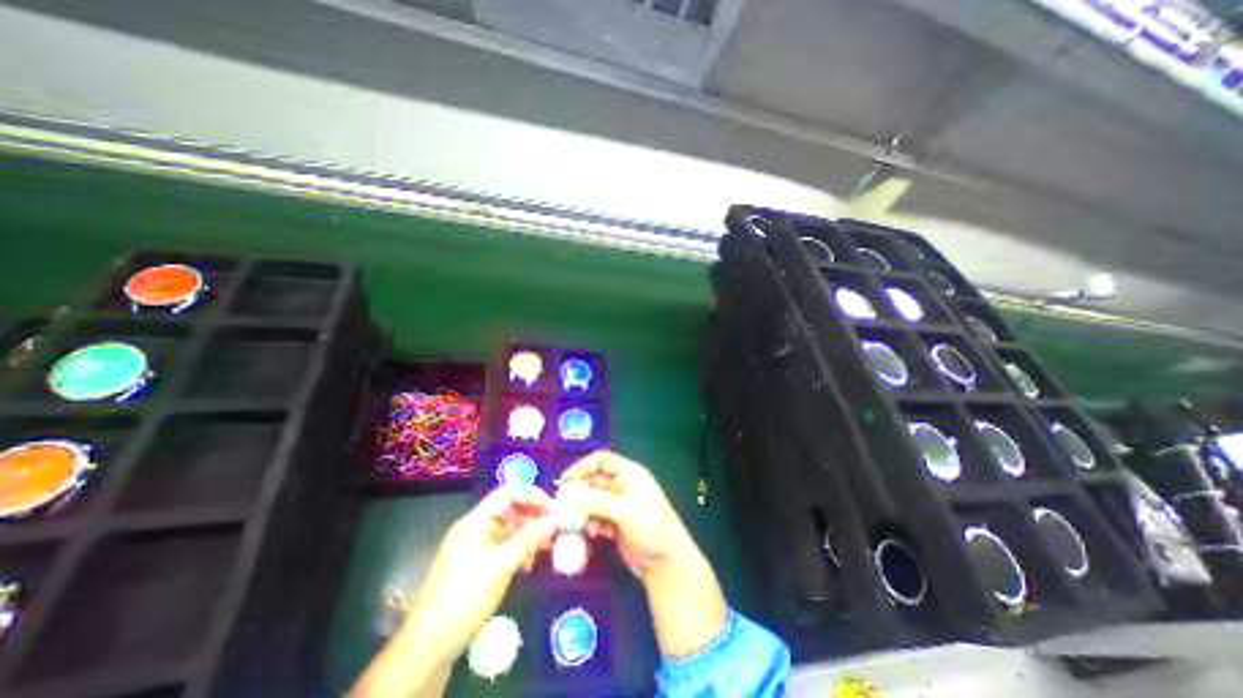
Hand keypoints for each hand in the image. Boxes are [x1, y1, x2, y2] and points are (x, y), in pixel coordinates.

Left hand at [348, 484, 551, 697]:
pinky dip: (519, 551)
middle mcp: (475, 530)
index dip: (530, 495)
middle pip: (509, 512)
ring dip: (528, 535)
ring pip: (508, 531)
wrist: (431, 645)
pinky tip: (528, 565)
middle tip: (554, 528)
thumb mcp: (501, 565)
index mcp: (474, 522)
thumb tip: (552, 520)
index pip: (506, 495)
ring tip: (546, 547)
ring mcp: (475, 548)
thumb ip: (528, 539)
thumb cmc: (466, 596)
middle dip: (532, 517)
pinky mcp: (478, 565)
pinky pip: (503, 548)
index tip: (552, 507)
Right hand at [561, 451, 728, 656]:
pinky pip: (596, 517)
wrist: (665, 562)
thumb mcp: (623, 510)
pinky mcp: (615, 522)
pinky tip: (592, 533)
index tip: (565, 480)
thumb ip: (595, 501)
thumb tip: (566, 494)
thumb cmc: (650, 527)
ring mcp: (618, 504)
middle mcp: (623, 485)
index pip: (602, 460)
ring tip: (577, 523)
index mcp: (629, 473)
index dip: (583, 466)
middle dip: (579, 492)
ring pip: (592, 501)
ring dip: (583, 510)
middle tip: (564, 506)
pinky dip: (591, 523)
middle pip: (594, 481)